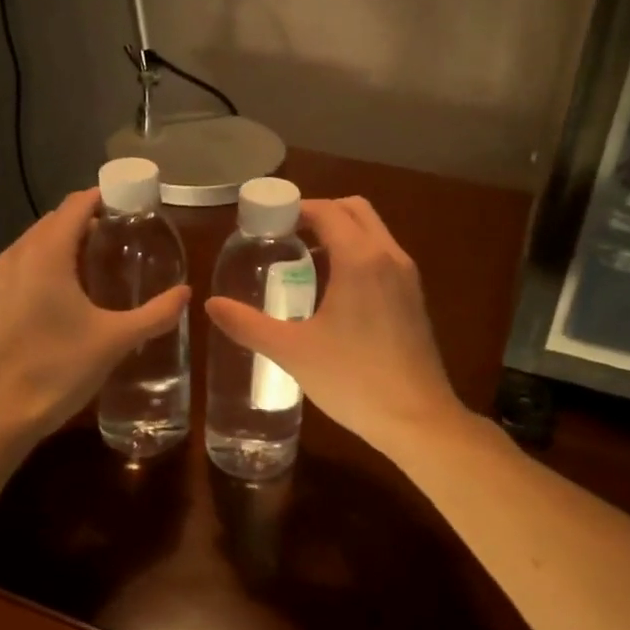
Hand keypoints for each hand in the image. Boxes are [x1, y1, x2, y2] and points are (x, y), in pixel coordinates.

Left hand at [0, 189, 189, 446]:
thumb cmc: (57, 369)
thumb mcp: (114, 341)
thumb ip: (154, 314)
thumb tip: (186, 293)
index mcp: (46, 254)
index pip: (75, 205)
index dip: (102, 197)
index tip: (130, 202)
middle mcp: (17, 256)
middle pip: (54, 221)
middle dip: (86, 220)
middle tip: (121, 232)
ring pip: (35, 244)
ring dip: (64, 242)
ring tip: (97, 258)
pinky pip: (22, 267)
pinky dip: (45, 264)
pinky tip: (65, 293)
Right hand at [205, 196, 463, 450]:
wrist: (418, 420)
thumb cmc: (354, 379)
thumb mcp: (293, 351)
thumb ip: (248, 324)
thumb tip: (211, 305)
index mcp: (360, 259)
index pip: (327, 211)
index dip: (295, 208)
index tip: (266, 222)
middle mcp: (389, 256)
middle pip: (355, 210)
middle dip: (320, 212)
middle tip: (285, 234)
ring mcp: (407, 277)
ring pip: (373, 231)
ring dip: (341, 231)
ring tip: (304, 258)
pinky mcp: (414, 298)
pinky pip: (383, 255)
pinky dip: (358, 252)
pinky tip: (334, 288)